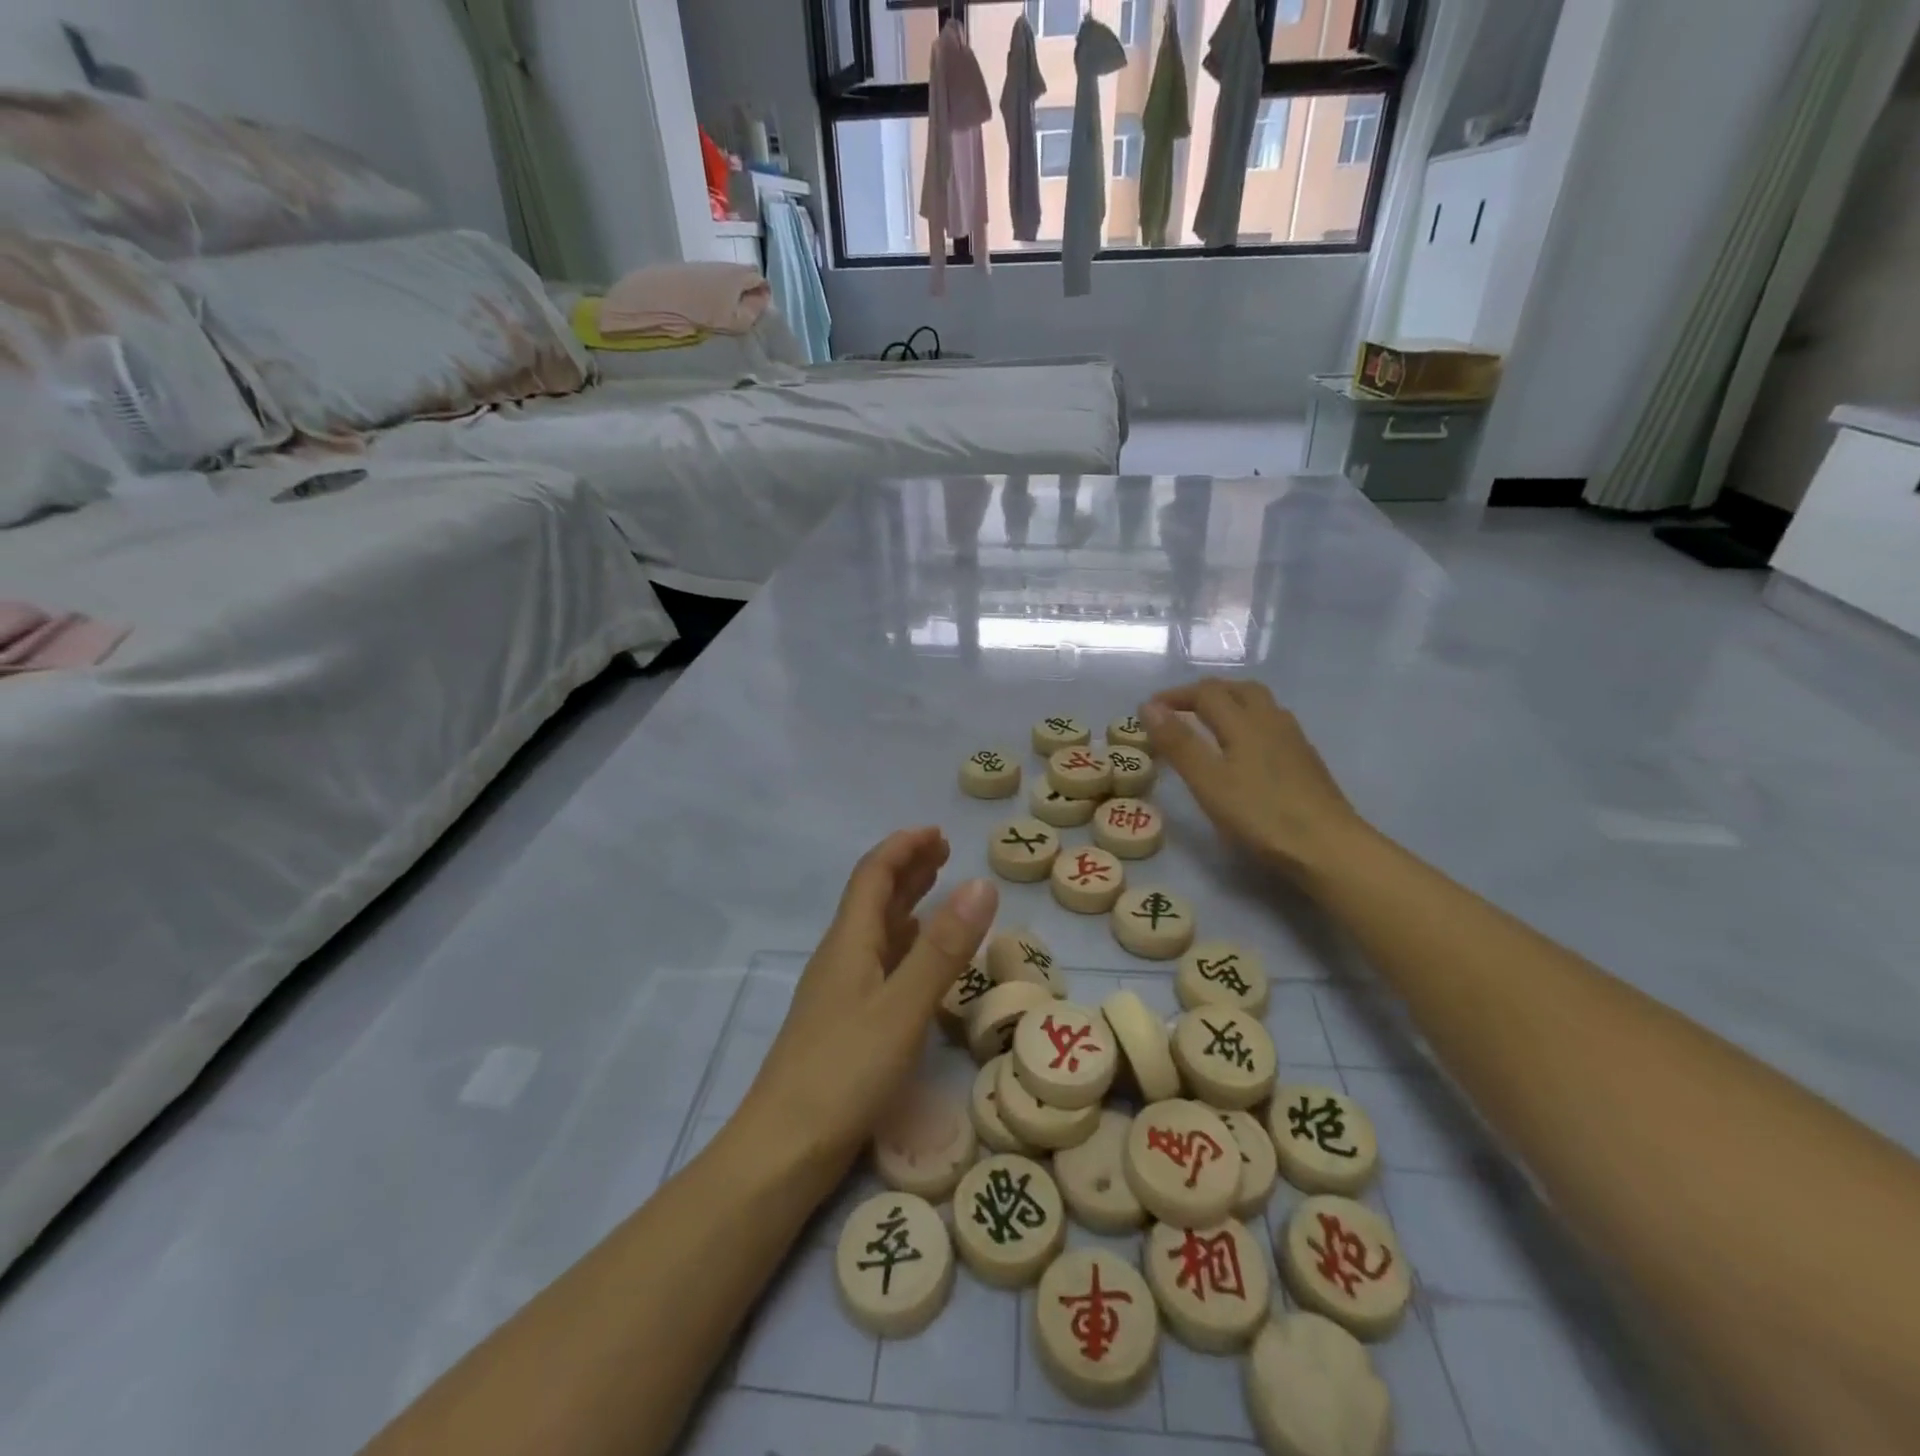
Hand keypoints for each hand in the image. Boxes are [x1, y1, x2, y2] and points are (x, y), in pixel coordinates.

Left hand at [739, 828, 997, 1191]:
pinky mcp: (844, 1023)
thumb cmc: (843, 1072)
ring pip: (875, 930)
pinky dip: (903, 945)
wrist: (783, 1151)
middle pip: (872, 898)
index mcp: (849, 943)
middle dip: (906, 869)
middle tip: (943, 853)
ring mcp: (839, 992)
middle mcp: (840, 958)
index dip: (903, 848)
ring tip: (936, 890)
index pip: (873, 875)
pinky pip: (878, 963)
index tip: (937, 832)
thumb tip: (981, 883)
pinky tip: (916, 958)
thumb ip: (944, 948)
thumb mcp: (903, 1007)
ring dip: (905, 903)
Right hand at [1142, 681, 1363, 882]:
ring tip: (1211, 723)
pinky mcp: (1307, 761)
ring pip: (1261, 705)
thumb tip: (1148, 706)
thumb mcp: (1208, 781)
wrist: (1328, 847)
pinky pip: (1274, 725)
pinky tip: (1247, 750)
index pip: (1206, 693)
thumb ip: (1179, 743)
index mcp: (1244, 722)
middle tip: (1180, 710)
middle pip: (1239, 689)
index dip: (1176, 696)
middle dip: (1206, 693)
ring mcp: (1294, 740)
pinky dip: (1250, 723)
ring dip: (1231, 703)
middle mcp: (1271, 721)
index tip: (1150, 709)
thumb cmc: (1261, 815)